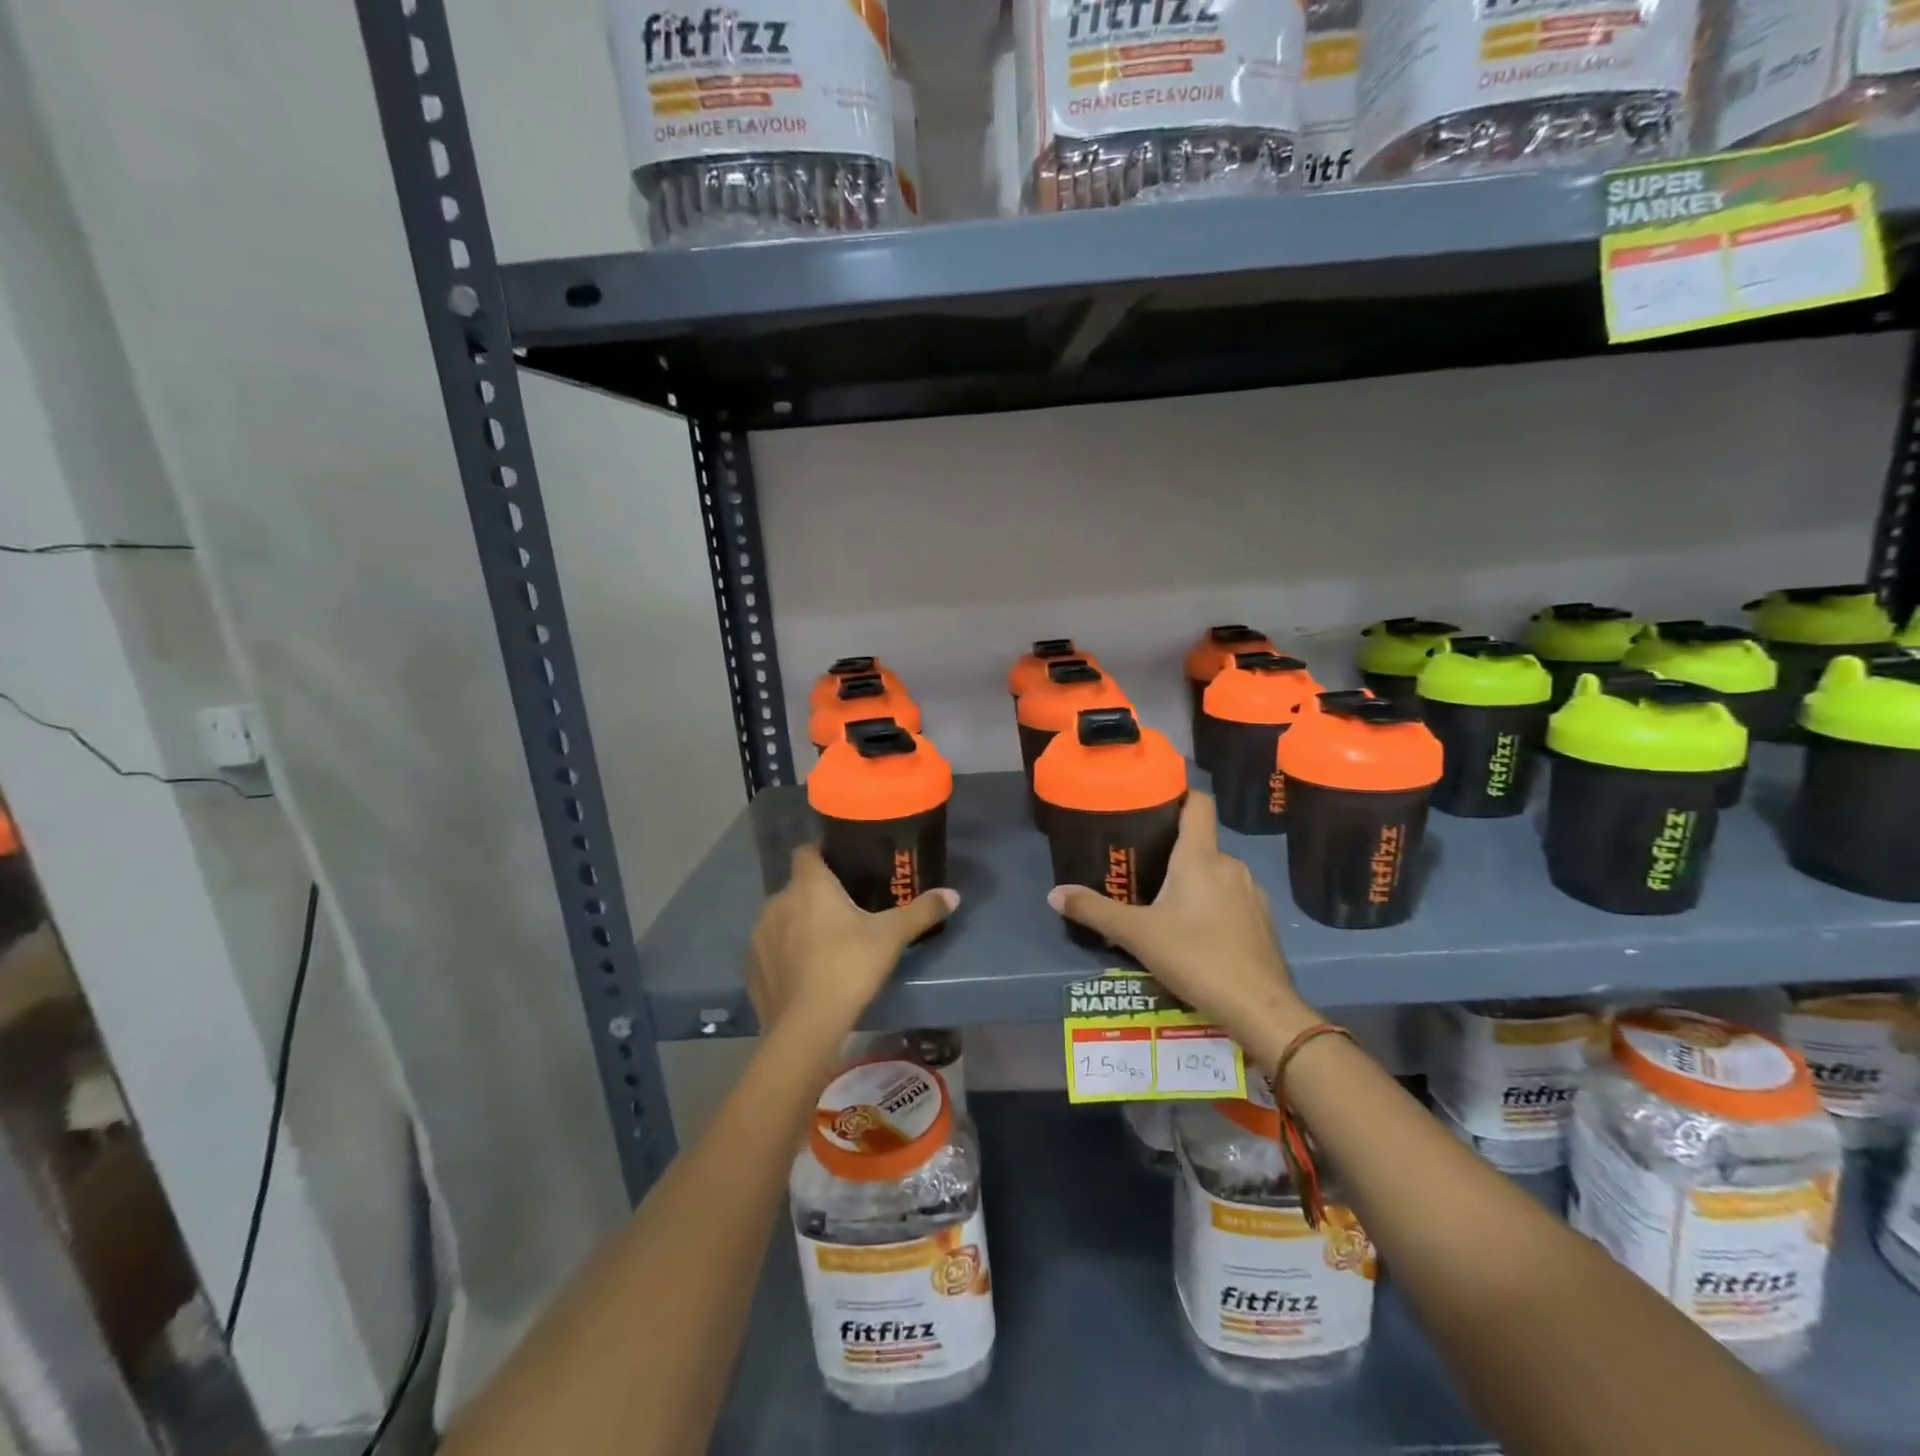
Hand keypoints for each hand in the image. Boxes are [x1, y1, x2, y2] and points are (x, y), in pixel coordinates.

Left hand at [748, 846, 957, 1044]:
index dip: (822, 853)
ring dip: (797, 923)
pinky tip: (803, 972)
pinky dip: (784, 953)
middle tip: (844, 910)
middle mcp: (778, 902)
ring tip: (824, 942)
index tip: (842, 864)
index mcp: (809, 886)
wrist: (806, 1026)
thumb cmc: (849, 967)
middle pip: (797, 887)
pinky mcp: (752, 966)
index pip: (807, 852)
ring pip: (781, 917)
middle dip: (815, 894)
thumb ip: (921, 911)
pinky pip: (770, 949)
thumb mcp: (891, 937)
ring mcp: (761, 935)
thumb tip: (953, 894)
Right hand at [1048, 793, 1317, 1069]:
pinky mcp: (1263, 921)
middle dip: (1172, 852)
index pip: (1198, 803)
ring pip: (1216, 874)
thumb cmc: (1196, 957)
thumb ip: (1094, 911)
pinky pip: (1232, 900)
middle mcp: (1230, 865)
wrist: (1260, 1008)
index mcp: (1200, 857)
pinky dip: (1213, 906)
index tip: (1153, 801)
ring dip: (1193, 882)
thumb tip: (1054, 894)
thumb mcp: (1136, 934)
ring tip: (1164, 905)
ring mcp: (1252, 893)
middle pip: (1200, 843)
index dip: (1178, 794)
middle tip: (1141, 868)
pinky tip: (1196, 934)